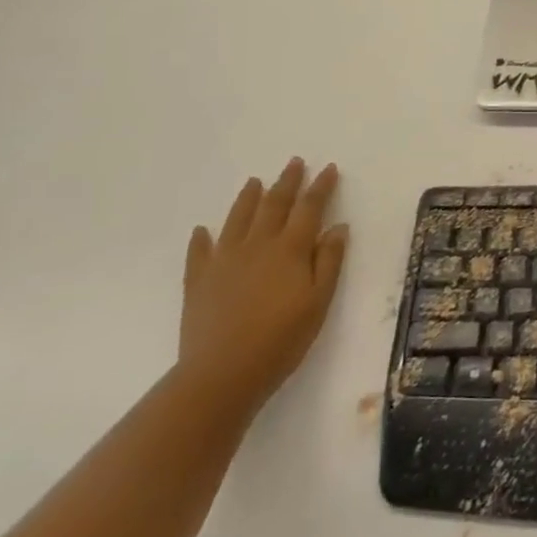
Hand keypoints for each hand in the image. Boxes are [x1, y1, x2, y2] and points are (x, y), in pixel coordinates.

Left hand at [179, 159, 347, 415]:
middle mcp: (257, 244)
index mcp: (290, 249)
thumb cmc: (280, 340)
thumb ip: (329, 261)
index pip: (309, 208)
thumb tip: (338, 226)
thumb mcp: (319, 302)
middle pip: (274, 204)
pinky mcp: (198, 281)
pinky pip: (199, 252)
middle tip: (294, 162)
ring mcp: (224, 260)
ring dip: (248, 198)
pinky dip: (201, 238)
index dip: (320, 187)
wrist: (222, 374)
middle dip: (287, 182)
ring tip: (254, 181)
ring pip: (238, 219)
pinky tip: (202, 230)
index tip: (329, 168)